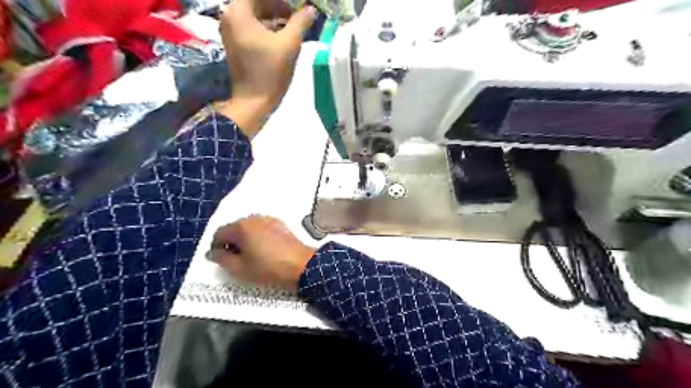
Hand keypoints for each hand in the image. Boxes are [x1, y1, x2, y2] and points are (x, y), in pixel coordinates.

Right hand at [208, 216, 315, 291]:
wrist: (300, 264)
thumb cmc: (267, 268)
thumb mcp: (239, 268)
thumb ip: (222, 259)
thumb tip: (212, 252)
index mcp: (241, 227)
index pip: (220, 233)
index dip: (216, 247)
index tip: (220, 260)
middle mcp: (254, 218)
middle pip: (235, 228)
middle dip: (231, 242)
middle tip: (234, 260)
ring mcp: (269, 219)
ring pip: (249, 228)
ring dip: (245, 239)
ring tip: (250, 256)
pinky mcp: (280, 224)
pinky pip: (262, 228)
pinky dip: (258, 237)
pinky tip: (263, 250)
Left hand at [216, 0, 316, 137]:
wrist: (254, 102)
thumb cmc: (270, 72)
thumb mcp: (289, 44)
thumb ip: (300, 22)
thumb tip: (310, 9)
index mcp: (239, 12)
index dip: (280, 0)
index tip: (295, 6)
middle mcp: (229, 17)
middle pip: (255, 2)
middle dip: (278, 5)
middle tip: (297, 15)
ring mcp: (231, 32)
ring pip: (254, 15)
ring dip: (274, 16)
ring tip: (294, 25)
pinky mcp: (235, 45)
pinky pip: (251, 27)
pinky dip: (267, 27)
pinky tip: (283, 36)